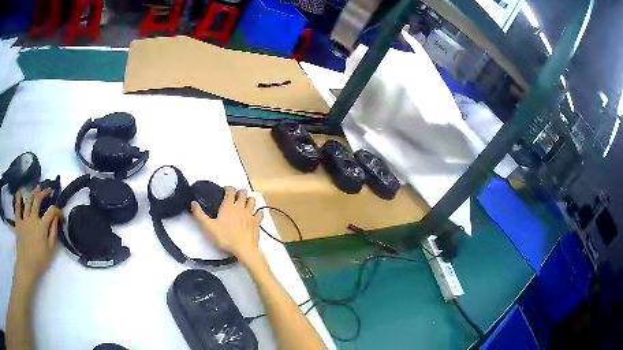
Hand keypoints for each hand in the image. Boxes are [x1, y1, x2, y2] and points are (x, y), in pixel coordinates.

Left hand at [13, 186, 61, 284]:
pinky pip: (17, 207)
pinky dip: (18, 198)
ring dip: (33, 192)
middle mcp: (33, 218)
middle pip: (38, 200)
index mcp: (42, 226)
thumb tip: (56, 219)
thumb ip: (53, 234)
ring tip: (37, 188)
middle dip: (44, 192)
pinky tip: (20, 192)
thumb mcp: (50, 251)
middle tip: (48, 190)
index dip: (57, 210)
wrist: (26, 266)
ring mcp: (24, 219)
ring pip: (28, 201)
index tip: (61, 214)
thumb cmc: (40, 261)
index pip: (51, 212)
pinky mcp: (18, 222)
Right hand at [191, 187, 263, 264]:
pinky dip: (258, 212)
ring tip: (244, 204)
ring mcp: (251, 213)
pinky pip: (260, 213)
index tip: (224, 191)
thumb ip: (199, 214)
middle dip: (239, 192)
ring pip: (252, 200)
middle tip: (234, 198)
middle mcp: (241, 206)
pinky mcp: (257, 222)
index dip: (228, 188)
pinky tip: (255, 215)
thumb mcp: (208, 227)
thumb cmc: (224, 237)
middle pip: (243, 192)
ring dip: (249, 200)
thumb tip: (193, 202)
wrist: (243, 248)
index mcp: (229, 205)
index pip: (230, 190)